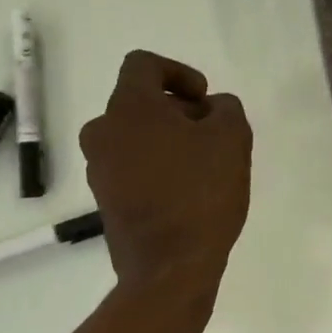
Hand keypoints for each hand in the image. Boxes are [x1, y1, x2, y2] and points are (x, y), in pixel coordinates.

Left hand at [80, 50, 252, 293]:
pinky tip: (187, 192)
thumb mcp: (232, 138)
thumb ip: (226, 107)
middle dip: (178, 111)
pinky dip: (157, 168)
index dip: (179, 72)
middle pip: (140, 103)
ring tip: (204, 167)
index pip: (143, 64)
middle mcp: (102, 131)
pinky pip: (132, 167)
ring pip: (135, 137)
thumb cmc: (201, 194)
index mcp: (128, 107)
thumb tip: (211, 108)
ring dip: (168, 141)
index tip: (204, 99)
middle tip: (212, 135)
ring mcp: (98, 168)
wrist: (169, 268)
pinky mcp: (104, 200)